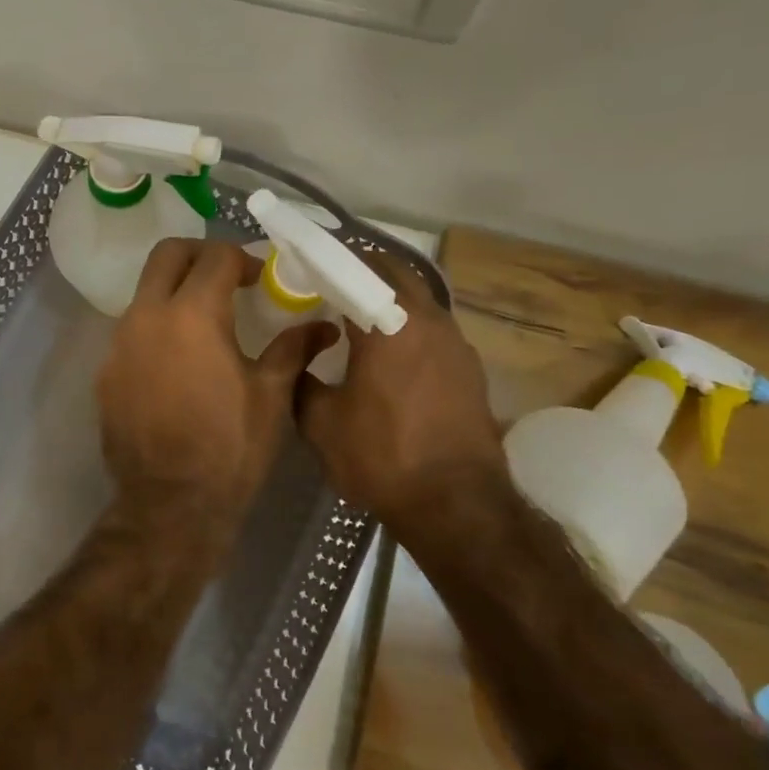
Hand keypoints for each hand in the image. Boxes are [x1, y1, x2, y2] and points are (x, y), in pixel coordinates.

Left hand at [97, 239, 333, 553]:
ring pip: (144, 292)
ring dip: (174, 292)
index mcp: (192, 315)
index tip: (259, 278)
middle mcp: (147, 317)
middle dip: (199, 255)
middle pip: (166, 255)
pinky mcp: (105, 373)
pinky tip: (178, 362)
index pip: (215, 257)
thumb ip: (292, 349)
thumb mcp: (271, 396)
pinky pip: (131, 331)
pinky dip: (156, 328)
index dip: (242, 258)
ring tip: (204, 323)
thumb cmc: (230, 448)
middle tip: (226, 279)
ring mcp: (119, 345)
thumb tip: (322, 326)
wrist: (170, 506)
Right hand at [295, 254, 505, 547]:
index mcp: (389, 323)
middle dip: (362, 272)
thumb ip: (301, 382)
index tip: (305, 269)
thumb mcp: (322, 423)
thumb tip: (297, 360)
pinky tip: (391, 356)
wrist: (458, 505)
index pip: (355, 269)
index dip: (327, 263)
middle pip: (395, 273)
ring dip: (390, 299)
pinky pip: (433, 329)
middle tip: (331, 287)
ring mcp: (456, 343)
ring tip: (358, 320)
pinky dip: (409, 327)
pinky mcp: (470, 368)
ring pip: (419, 300)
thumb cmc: (383, 457)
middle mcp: (428, 320)